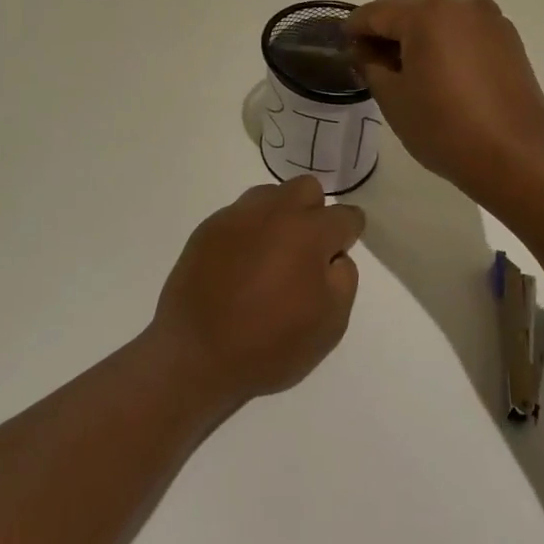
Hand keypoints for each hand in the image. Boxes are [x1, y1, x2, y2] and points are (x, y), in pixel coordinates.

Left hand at [150, 176, 363, 410]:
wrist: (195, 354)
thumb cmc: (269, 344)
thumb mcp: (329, 325)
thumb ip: (344, 279)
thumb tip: (334, 255)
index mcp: (309, 233)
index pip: (345, 216)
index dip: (348, 235)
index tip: (339, 253)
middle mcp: (275, 211)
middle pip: (308, 189)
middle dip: (314, 212)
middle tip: (306, 252)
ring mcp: (238, 215)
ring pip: (271, 195)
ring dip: (280, 216)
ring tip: (270, 256)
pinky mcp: (209, 226)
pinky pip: (240, 214)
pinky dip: (249, 231)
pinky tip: (240, 264)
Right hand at [346, 0, 543, 202]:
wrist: (517, 158)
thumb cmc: (445, 127)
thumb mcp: (393, 98)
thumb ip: (370, 65)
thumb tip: (365, 51)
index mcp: (426, 13)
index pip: (376, 12)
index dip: (354, 29)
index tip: (343, 48)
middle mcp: (460, 4)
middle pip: (409, 10)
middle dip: (387, 32)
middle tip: (371, 63)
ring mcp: (490, 19)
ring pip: (439, 19)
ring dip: (418, 37)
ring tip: (407, 71)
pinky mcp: (509, 39)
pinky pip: (464, 32)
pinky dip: (446, 44)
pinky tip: (440, 74)